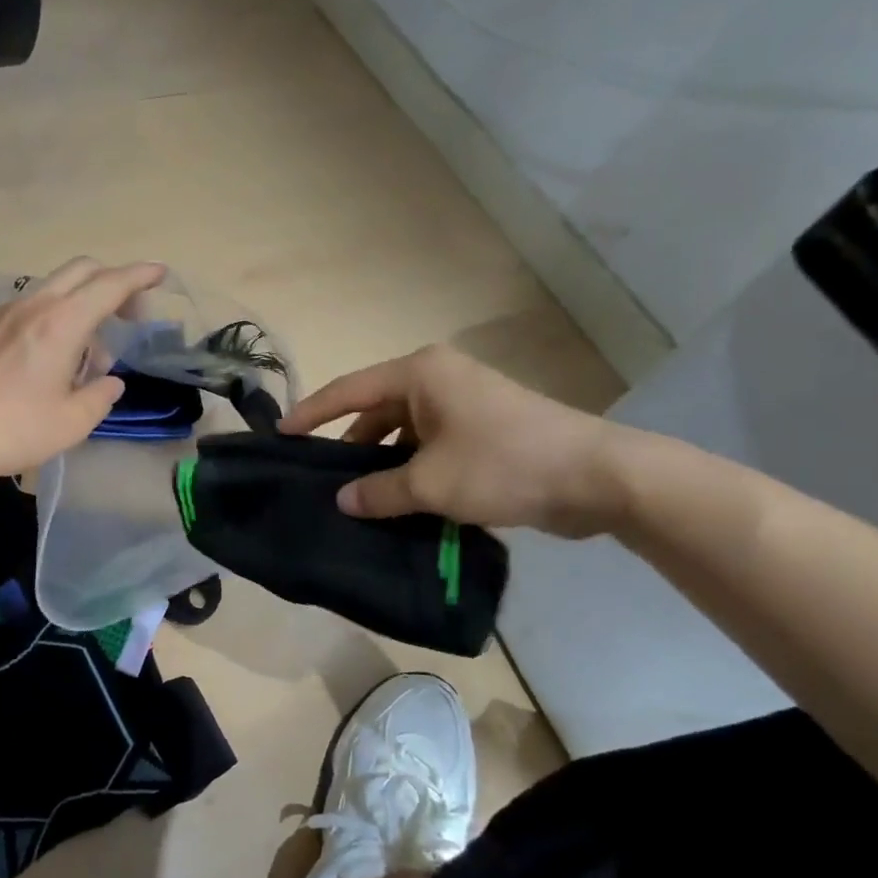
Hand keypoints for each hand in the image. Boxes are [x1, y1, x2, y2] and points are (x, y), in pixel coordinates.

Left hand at [0, 258, 166, 486]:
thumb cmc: (13, 430)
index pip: (110, 285)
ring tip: (91, 349)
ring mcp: (4, 313)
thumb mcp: (72, 422)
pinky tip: (53, 355)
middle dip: (114, 281)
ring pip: (55, 287)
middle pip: (82, 270)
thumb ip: (100, 396)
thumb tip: (109, 382)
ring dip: (83, 302)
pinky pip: (32, 305)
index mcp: (61, 323)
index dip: (140, 276)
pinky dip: (56, 315)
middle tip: (132, 313)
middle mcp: (34, 305)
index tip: (161, 274)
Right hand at [282, 344, 631, 536]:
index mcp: (420, 374)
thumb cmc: (503, 464)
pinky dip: (412, 471)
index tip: (281, 435)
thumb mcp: (430, 483)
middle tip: (320, 480)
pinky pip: (430, 446)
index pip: (348, 390)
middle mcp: (438, 380)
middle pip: (375, 411)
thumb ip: (379, 491)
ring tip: (358, 500)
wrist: (596, 477)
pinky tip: (399, 503)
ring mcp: (463, 404)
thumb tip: (343, 500)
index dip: (312, 413)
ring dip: (384, 464)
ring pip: (404, 433)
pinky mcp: (483, 430)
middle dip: (350, 446)